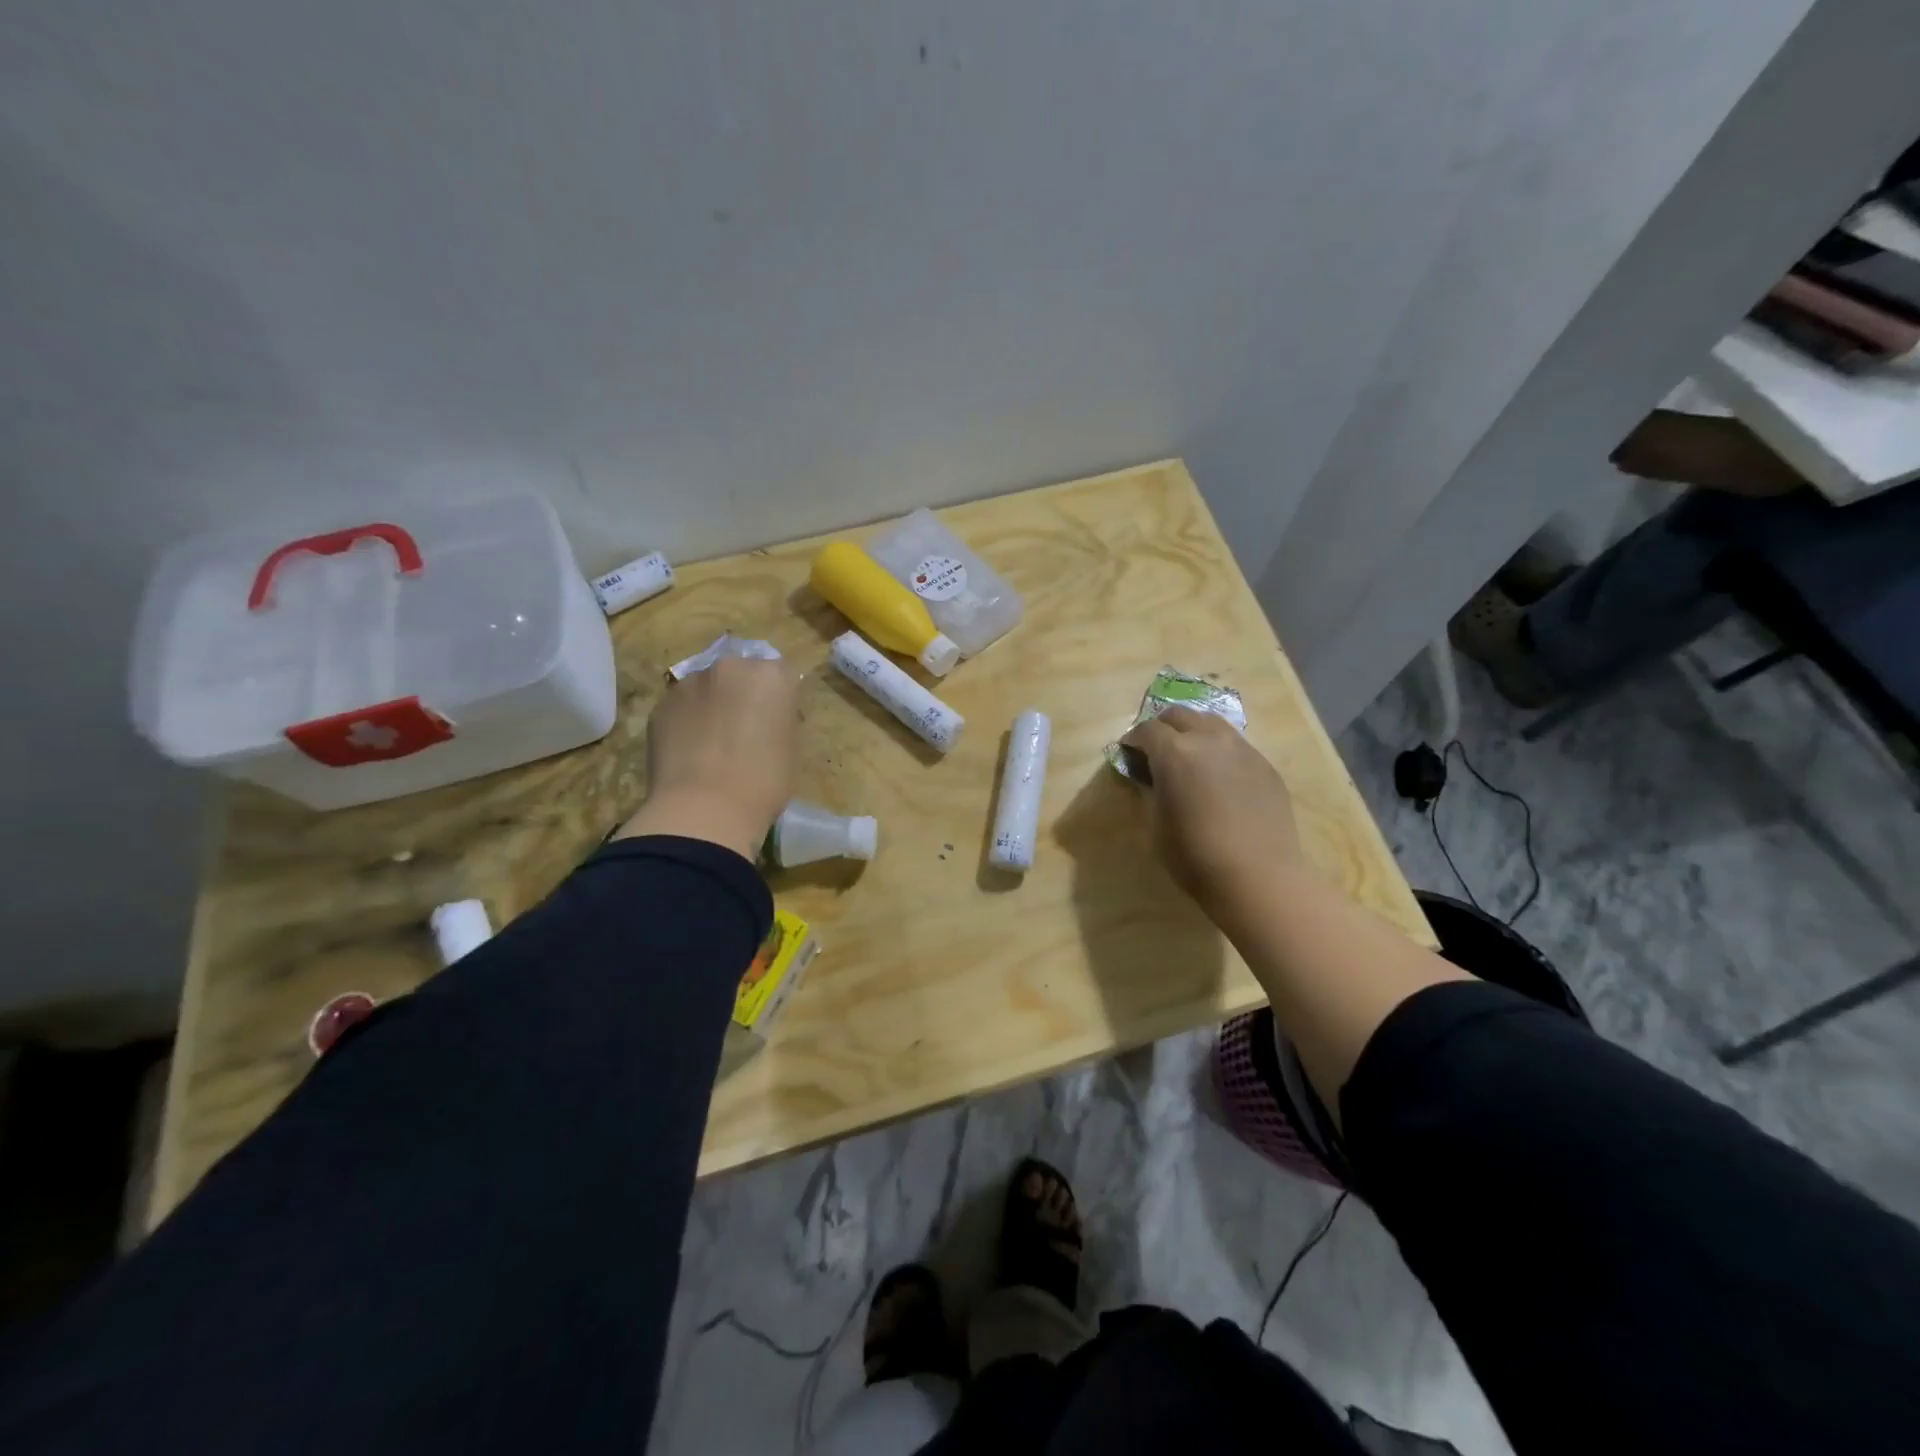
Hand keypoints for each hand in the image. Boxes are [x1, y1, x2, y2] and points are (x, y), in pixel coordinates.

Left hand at [616, 656, 799, 860]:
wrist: (706, 809)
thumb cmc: (764, 781)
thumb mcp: (790, 747)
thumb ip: (778, 719)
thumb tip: (765, 719)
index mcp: (771, 675)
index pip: (781, 675)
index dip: (779, 700)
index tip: (776, 724)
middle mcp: (731, 667)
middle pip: (740, 673)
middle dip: (742, 694)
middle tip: (743, 731)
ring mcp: (690, 683)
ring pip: (706, 688)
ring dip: (711, 706)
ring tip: (711, 745)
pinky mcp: (661, 705)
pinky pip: (681, 708)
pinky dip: (686, 723)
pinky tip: (689, 753)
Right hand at [1120, 706, 1303, 920]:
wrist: (1258, 877)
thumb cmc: (1195, 856)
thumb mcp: (1156, 824)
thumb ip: (1150, 790)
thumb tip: (1151, 776)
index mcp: (1174, 752)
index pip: (1146, 729)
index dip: (1133, 740)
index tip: (1128, 752)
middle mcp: (1209, 739)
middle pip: (1180, 715)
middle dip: (1163, 727)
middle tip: (1156, 749)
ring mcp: (1242, 749)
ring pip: (1212, 723)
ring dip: (1194, 732)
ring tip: (1190, 757)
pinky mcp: (1265, 765)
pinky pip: (1236, 746)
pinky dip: (1220, 752)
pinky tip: (1220, 779)